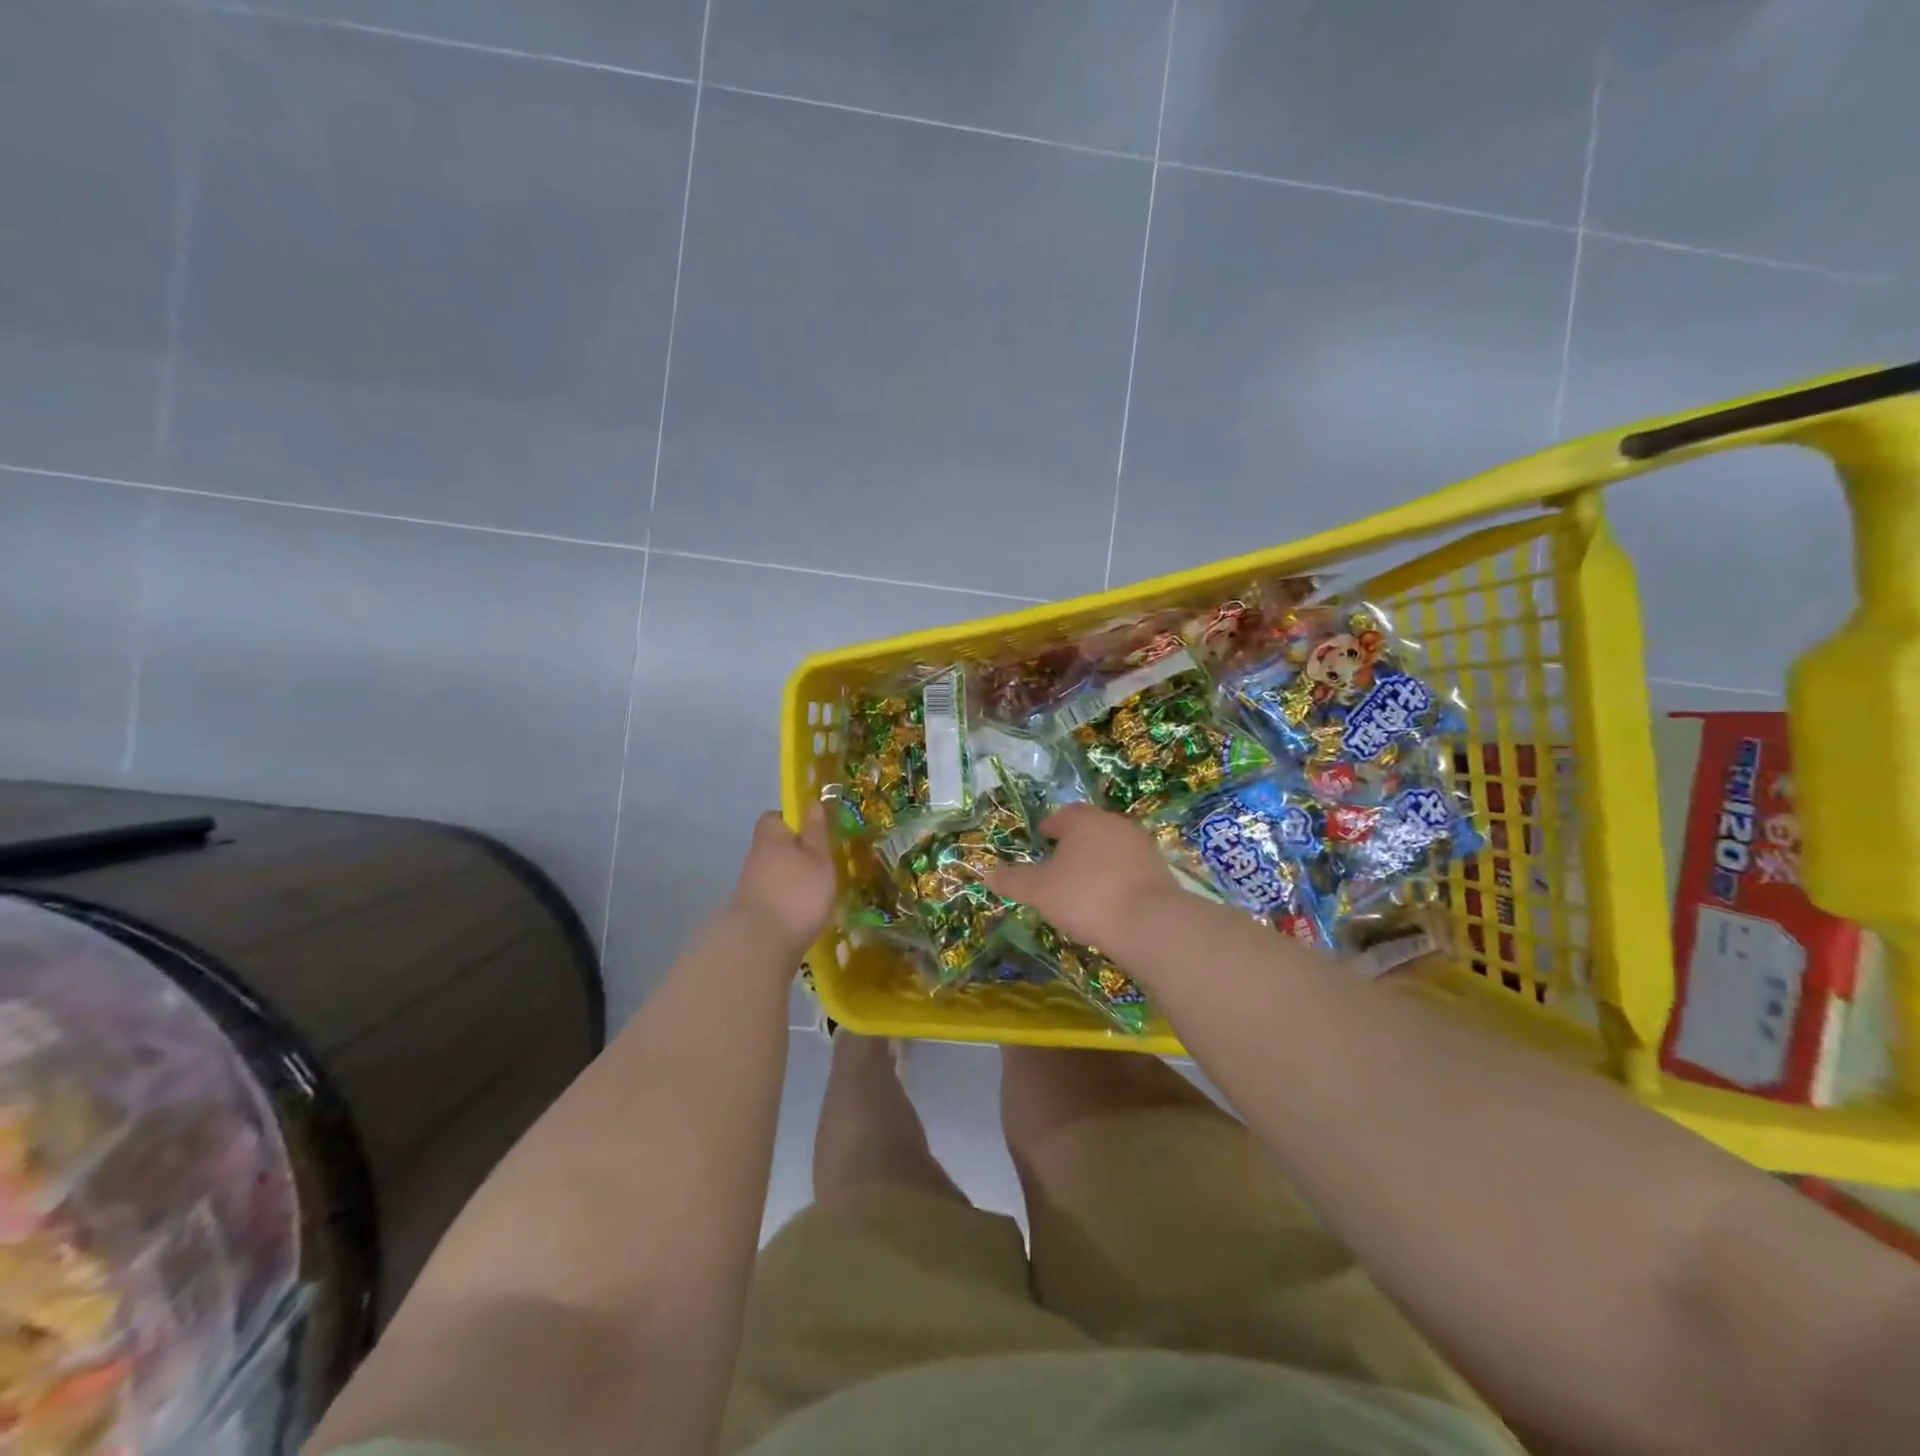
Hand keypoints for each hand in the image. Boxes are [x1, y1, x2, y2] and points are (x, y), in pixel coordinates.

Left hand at [729, 804, 835, 953]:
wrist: (762, 945)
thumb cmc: (797, 892)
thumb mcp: (818, 858)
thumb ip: (816, 831)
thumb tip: (812, 802)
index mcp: (770, 838)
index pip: (774, 818)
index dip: (792, 821)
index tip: (813, 831)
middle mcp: (756, 858)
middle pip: (774, 847)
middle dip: (795, 854)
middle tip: (823, 865)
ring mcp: (751, 887)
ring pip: (774, 874)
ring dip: (792, 880)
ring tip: (819, 894)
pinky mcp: (752, 913)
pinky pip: (773, 897)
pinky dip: (787, 902)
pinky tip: (805, 915)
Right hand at [986, 803, 1181, 949]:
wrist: (1149, 923)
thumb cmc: (1085, 897)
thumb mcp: (1039, 891)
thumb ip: (1012, 881)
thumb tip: (986, 874)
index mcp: (1083, 820)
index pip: (1062, 815)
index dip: (1049, 829)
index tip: (1041, 842)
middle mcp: (1114, 823)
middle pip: (1089, 828)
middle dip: (1074, 843)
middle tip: (1058, 865)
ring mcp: (1141, 845)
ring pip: (1111, 847)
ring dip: (1097, 861)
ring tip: (1083, 886)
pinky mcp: (1160, 869)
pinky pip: (1129, 868)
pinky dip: (1116, 878)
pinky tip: (1108, 900)